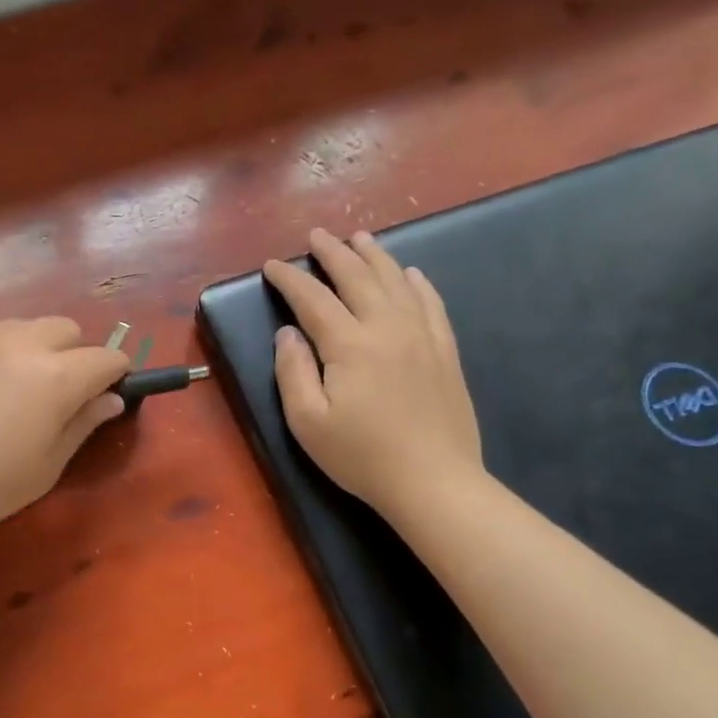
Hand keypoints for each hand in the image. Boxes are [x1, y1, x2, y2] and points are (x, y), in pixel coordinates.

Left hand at [0, 316, 129, 542]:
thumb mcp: (47, 466)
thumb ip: (83, 424)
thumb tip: (112, 398)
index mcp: (58, 377)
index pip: (107, 358)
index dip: (114, 375)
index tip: (105, 393)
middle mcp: (23, 342)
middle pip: (68, 330)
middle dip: (73, 355)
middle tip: (53, 394)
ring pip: (24, 324)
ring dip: (30, 347)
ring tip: (7, 384)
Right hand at [264, 228, 482, 515]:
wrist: (434, 481)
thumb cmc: (361, 455)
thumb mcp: (307, 421)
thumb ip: (292, 372)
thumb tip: (288, 334)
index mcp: (349, 345)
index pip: (313, 299)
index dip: (290, 279)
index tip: (272, 266)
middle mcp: (387, 328)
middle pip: (358, 277)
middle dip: (333, 253)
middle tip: (317, 235)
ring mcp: (422, 337)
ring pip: (396, 282)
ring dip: (374, 256)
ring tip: (359, 238)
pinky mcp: (445, 352)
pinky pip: (430, 304)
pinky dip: (417, 283)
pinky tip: (410, 273)